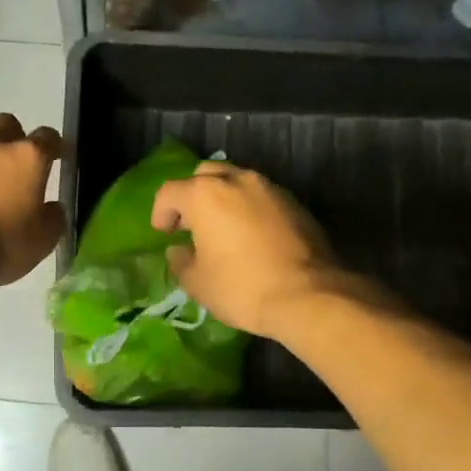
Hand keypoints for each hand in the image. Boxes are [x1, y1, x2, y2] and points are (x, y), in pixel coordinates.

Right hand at [150, 161, 341, 338]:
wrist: (309, 296)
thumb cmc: (242, 287)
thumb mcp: (198, 283)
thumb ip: (181, 261)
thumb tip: (179, 251)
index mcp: (205, 194)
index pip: (170, 191)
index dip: (161, 212)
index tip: (163, 233)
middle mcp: (237, 180)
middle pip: (205, 175)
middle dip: (192, 196)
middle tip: (191, 224)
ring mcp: (270, 189)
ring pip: (237, 182)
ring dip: (223, 199)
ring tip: (222, 229)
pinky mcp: (294, 203)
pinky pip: (261, 197)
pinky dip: (249, 209)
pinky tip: (250, 236)